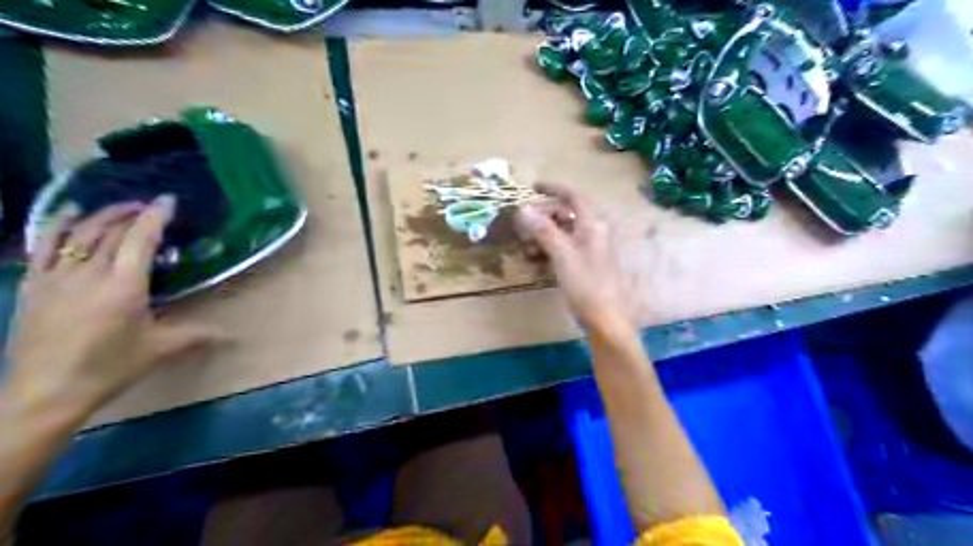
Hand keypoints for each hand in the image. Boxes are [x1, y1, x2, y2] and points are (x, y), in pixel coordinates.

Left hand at [4, 197, 222, 420]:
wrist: (46, 391)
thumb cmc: (110, 367)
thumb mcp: (160, 349)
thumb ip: (197, 335)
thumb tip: (234, 336)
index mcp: (124, 285)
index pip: (140, 239)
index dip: (155, 216)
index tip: (168, 201)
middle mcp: (89, 273)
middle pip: (109, 230)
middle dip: (130, 213)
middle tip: (149, 206)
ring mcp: (56, 277)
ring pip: (78, 233)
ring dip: (100, 215)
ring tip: (119, 207)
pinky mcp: (34, 285)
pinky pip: (43, 245)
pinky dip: (56, 224)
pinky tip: (67, 214)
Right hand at [517, 184, 631, 330]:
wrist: (605, 317)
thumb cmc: (585, 283)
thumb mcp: (562, 254)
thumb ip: (543, 230)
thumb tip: (522, 209)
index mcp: (592, 224)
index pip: (573, 196)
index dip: (553, 189)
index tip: (533, 187)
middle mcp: (593, 231)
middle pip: (565, 214)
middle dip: (542, 218)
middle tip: (521, 226)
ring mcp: (590, 248)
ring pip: (563, 233)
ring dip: (543, 236)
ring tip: (526, 248)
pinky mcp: (585, 263)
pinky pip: (564, 249)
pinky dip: (549, 251)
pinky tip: (535, 263)